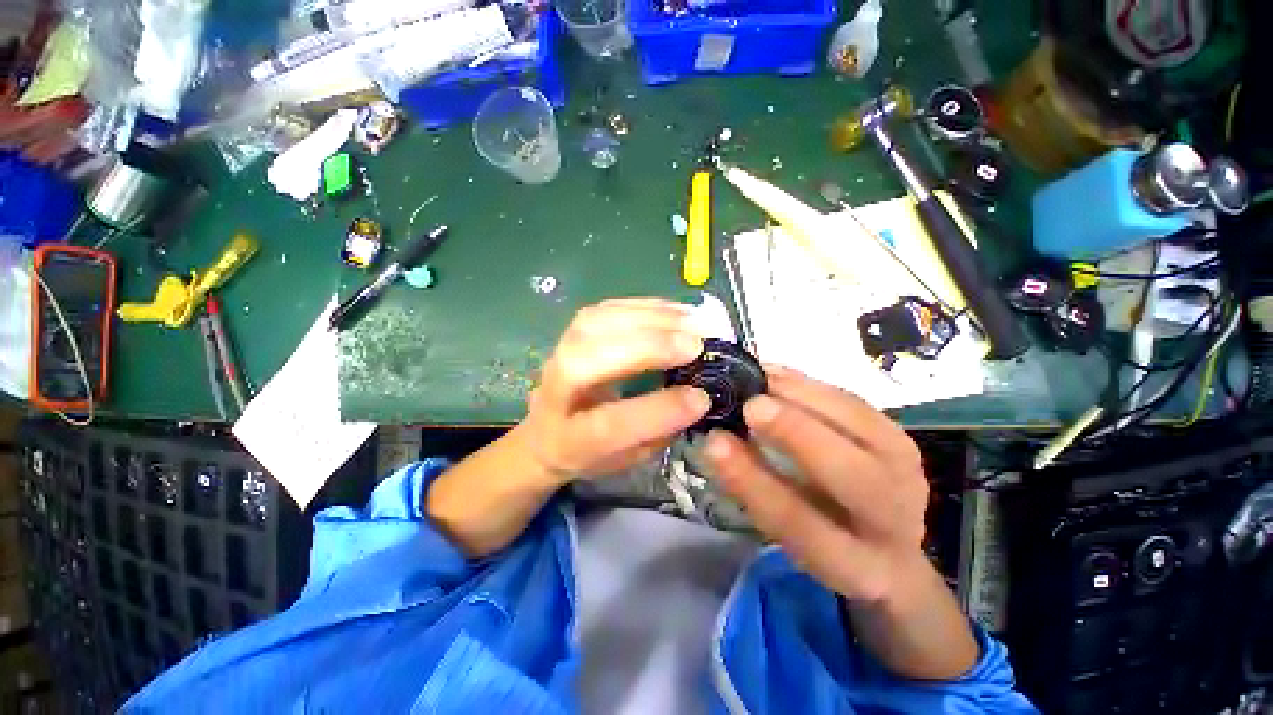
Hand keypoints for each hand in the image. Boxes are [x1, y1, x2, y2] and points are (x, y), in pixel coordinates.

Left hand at [516, 298, 711, 482]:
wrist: (547, 431)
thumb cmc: (592, 452)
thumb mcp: (627, 458)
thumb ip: (657, 431)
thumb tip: (696, 394)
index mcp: (569, 440)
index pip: (608, 425)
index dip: (657, 410)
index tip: (700, 398)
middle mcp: (554, 393)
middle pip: (589, 360)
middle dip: (648, 348)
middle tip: (695, 345)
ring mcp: (557, 355)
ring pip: (594, 324)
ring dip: (650, 318)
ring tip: (691, 321)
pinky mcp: (571, 332)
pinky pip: (604, 309)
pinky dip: (643, 306)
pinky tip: (674, 310)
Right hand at [704, 366, 929, 603]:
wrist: (886, 539)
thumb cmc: (823, 537)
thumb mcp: (786, 533)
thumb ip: (755, 487)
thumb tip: (717, 439)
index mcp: (859, 566)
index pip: (801, 524)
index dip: (755, 482)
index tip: (716, 443)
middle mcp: (895, 520)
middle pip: (852, 476)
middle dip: (797, 434)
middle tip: (750, 404)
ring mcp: (907, 472)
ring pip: (860, 427)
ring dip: (803, 396)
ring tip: (759, 378)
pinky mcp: (900, 436)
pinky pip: (855, 402)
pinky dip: (811, 384)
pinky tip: (777, 373)